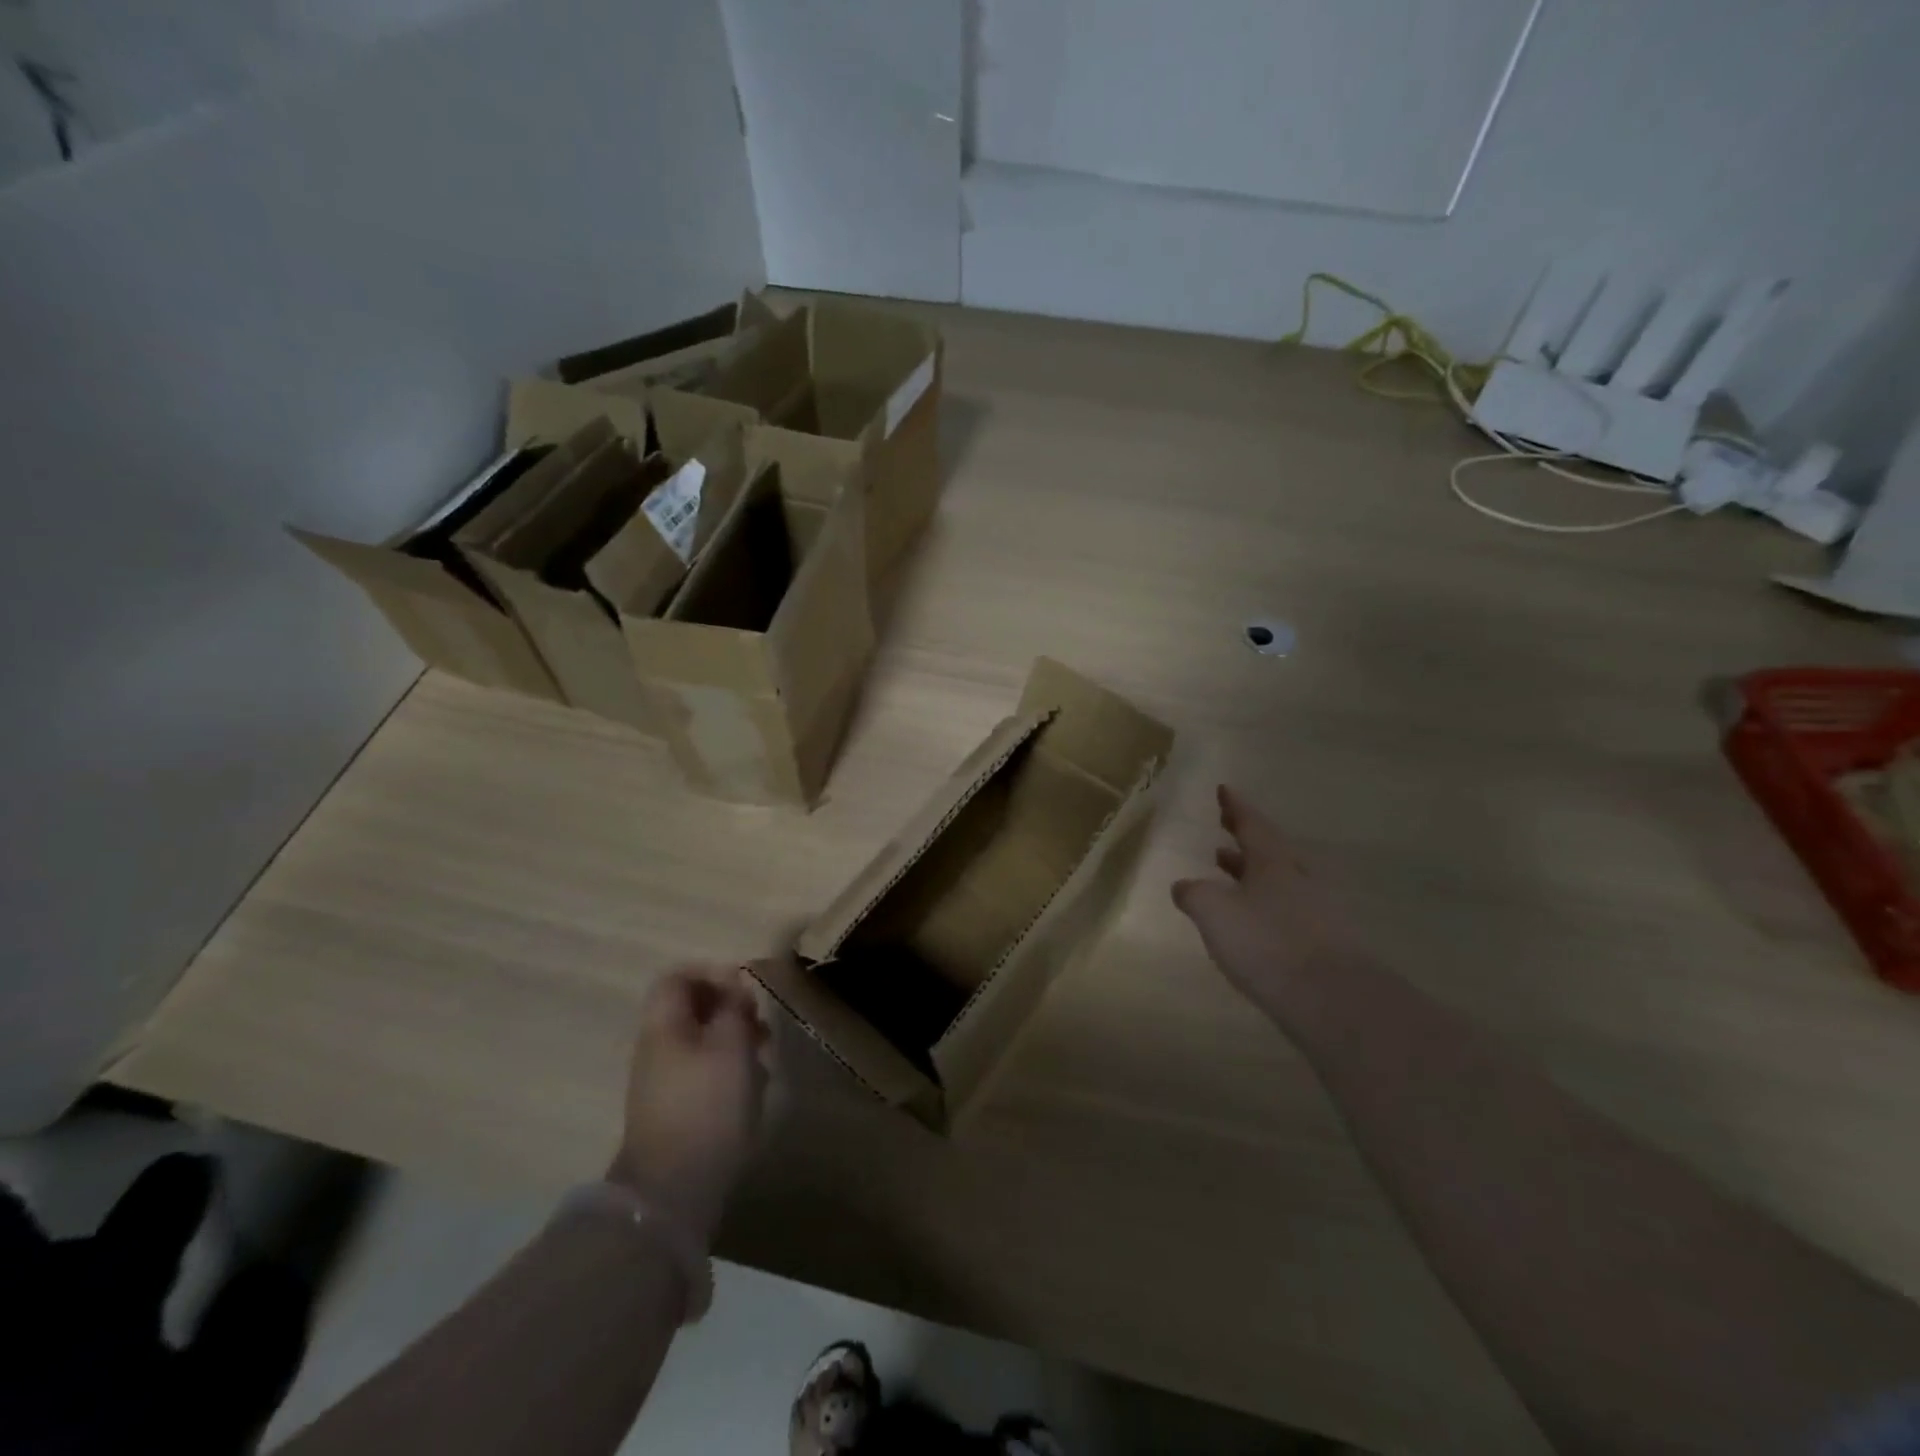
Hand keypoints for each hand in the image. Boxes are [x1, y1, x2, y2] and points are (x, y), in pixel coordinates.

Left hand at [609, 964, 772, 1245]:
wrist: (674, 1188)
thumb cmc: (707, 1104)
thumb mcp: (731, 1045)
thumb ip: (733, 1008)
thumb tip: (734, 985)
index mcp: (663, 1026)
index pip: (677, 978)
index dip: (712, 974)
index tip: (745, 988)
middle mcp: (656, 1048)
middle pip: (690, 1009)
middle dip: (729, 1008)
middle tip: (760, 1023)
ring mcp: (663, 1082)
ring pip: (700, 1041)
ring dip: (733, 1039)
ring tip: (764, 1055)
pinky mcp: (675, 1110)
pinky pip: (702, 1071)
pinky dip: (728, 1068)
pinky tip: (751, 1086)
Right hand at [1173, 785, 1369, 1009]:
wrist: (1333, 999)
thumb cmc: (1267, 943)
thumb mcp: (1214, 912)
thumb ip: (1194, 894)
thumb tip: (1184, 886)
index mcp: (1274, 863)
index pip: (1252, 825)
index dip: (1236, 808)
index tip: (1225, 790)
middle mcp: (1299, 880)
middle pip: (1270, 849)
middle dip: (1245, 837)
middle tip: (1226, 825)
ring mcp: (1317, 912)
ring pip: (1280, 879)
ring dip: (1252, 871)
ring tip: (1227, 868)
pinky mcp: (1325, 944)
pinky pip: (1288, 910)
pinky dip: (1265, 903)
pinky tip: (1252, 919)